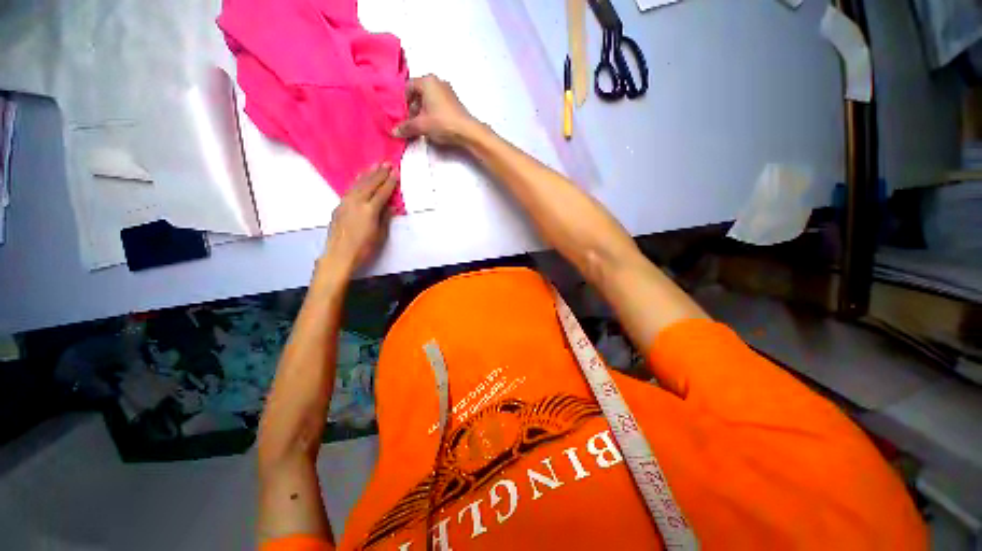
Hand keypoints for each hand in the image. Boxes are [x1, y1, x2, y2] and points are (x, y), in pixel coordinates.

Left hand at [322, 164, 396, 273]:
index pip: (382, 192)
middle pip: (370, 184)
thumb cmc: (364, 249)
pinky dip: (357, 182)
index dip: (390, 182)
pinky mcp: (339, 206)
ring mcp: (346, 203)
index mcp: (370, 210)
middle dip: (380, 173)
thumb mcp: (380, 235)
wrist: (339, 255)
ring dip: (367, 174)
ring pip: (358, 184)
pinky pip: (350, 189)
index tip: (396, 172)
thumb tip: (390, 206)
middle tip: (387, 163)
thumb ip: (385, 218)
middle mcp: (357, 202)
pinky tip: (360, 178)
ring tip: (375, 165)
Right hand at [392, 75, 477, 145]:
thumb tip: (394, 131)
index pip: (407, 88)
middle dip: (413, 108)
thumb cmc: (442, 123)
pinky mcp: (454, 102)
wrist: (467, 131)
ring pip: (428, 100)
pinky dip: (432, 113)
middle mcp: (437, 82)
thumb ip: (406, 127)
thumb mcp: (421, 125)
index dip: (403, 103)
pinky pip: (437, 105)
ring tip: (422, 127)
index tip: (403, 116)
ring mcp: (447, 91)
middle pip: (418, 94)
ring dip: (422, 112)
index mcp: (427, 81)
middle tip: (411, 123)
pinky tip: (433, 126)